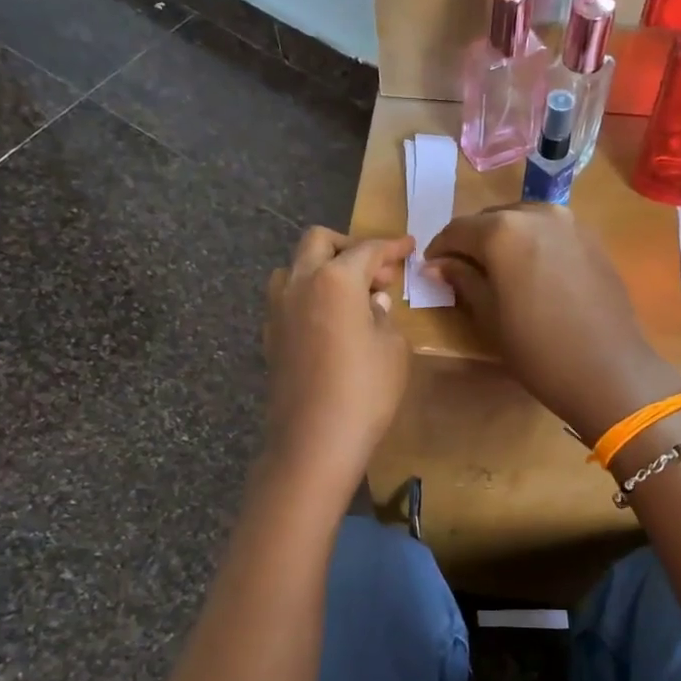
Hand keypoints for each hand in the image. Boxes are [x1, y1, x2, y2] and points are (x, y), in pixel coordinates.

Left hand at [262, 228, 415, 499]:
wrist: (314, 439)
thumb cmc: (365, 390)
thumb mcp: (392, 348)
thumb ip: (383, 315)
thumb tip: (372, 302)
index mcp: (335, 279)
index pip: (367, 249)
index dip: (392, 246)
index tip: (409, 246)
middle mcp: (300, 283)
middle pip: (319, 241)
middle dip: (349, 246)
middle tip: (378, 271)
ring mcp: (278, 309)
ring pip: (294, 267)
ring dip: (322, 268)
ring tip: (350, 294)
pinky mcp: (270, 335)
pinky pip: (287, 298)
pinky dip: (309, 296)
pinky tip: (330, 321)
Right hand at [425, 205, 680, 442]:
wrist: (608, 369)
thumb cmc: (538, 349)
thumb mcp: (489, 317)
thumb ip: (462, 280)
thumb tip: (437, 265)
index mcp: (503, 230)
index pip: (458, 229)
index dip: (440, 248)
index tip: (431, 269)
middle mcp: (537, 213)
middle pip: (492, 219)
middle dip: (474, 241)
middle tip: (463, 271)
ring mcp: (571, 223)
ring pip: (523, 221)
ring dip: (505, 240)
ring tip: (498, 272)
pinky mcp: (593, 239)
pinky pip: (551, 232)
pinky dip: (534, 244)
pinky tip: (533, 274)